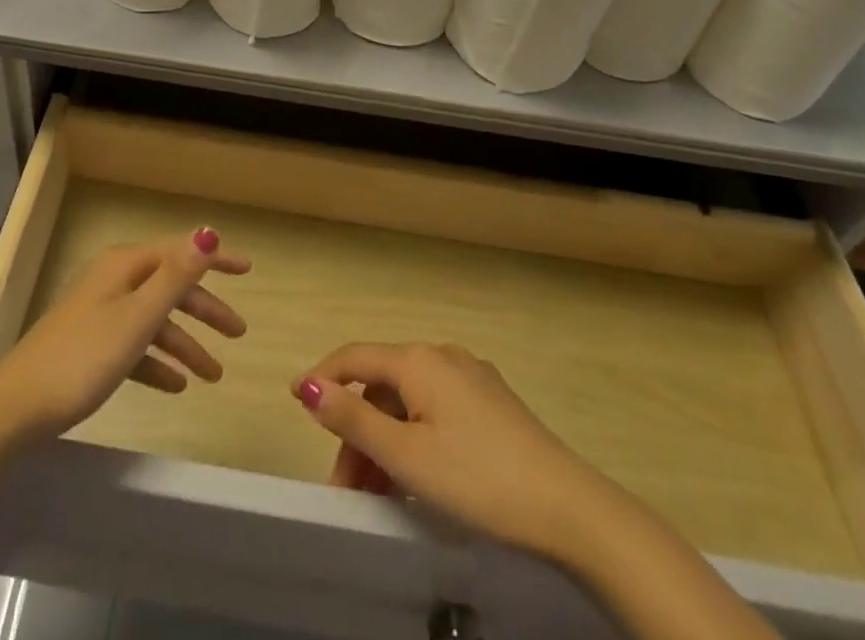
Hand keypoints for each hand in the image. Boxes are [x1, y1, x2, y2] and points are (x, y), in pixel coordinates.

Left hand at [0, 230, 249, 480]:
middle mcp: (114, 281)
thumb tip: (208, 232)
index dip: (215, 259)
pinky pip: (134, 347)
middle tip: (238, 333)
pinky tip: (176, 387)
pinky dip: (157, 363)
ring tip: (213, 376)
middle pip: (169, 287)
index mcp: (125, 266)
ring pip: (154, 320)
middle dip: (205, 309)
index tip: (248, 270)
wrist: (17, 407)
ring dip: (184, 344)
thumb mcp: (138, 316)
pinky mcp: (90, 346)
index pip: (180, 252)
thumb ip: (176, 276)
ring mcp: (100, 313)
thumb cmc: (84, 357)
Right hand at [292, 342, 629, 562]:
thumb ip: (353, 420)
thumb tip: (309, 386)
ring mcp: (472, 378)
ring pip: (410, 403)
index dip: (323, 377)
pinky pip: (436, 412)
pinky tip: (416, 477)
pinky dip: (414, 439)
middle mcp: (442, 356)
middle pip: (383, 386)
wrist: (569, 509)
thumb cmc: (477, 479)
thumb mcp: (406, 456)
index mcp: (418, 360)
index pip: (355, 357)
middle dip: (357, 431)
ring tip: (377, 492)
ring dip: (385, 441)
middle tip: (344, 484)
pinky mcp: (493, 404)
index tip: (294, 400)